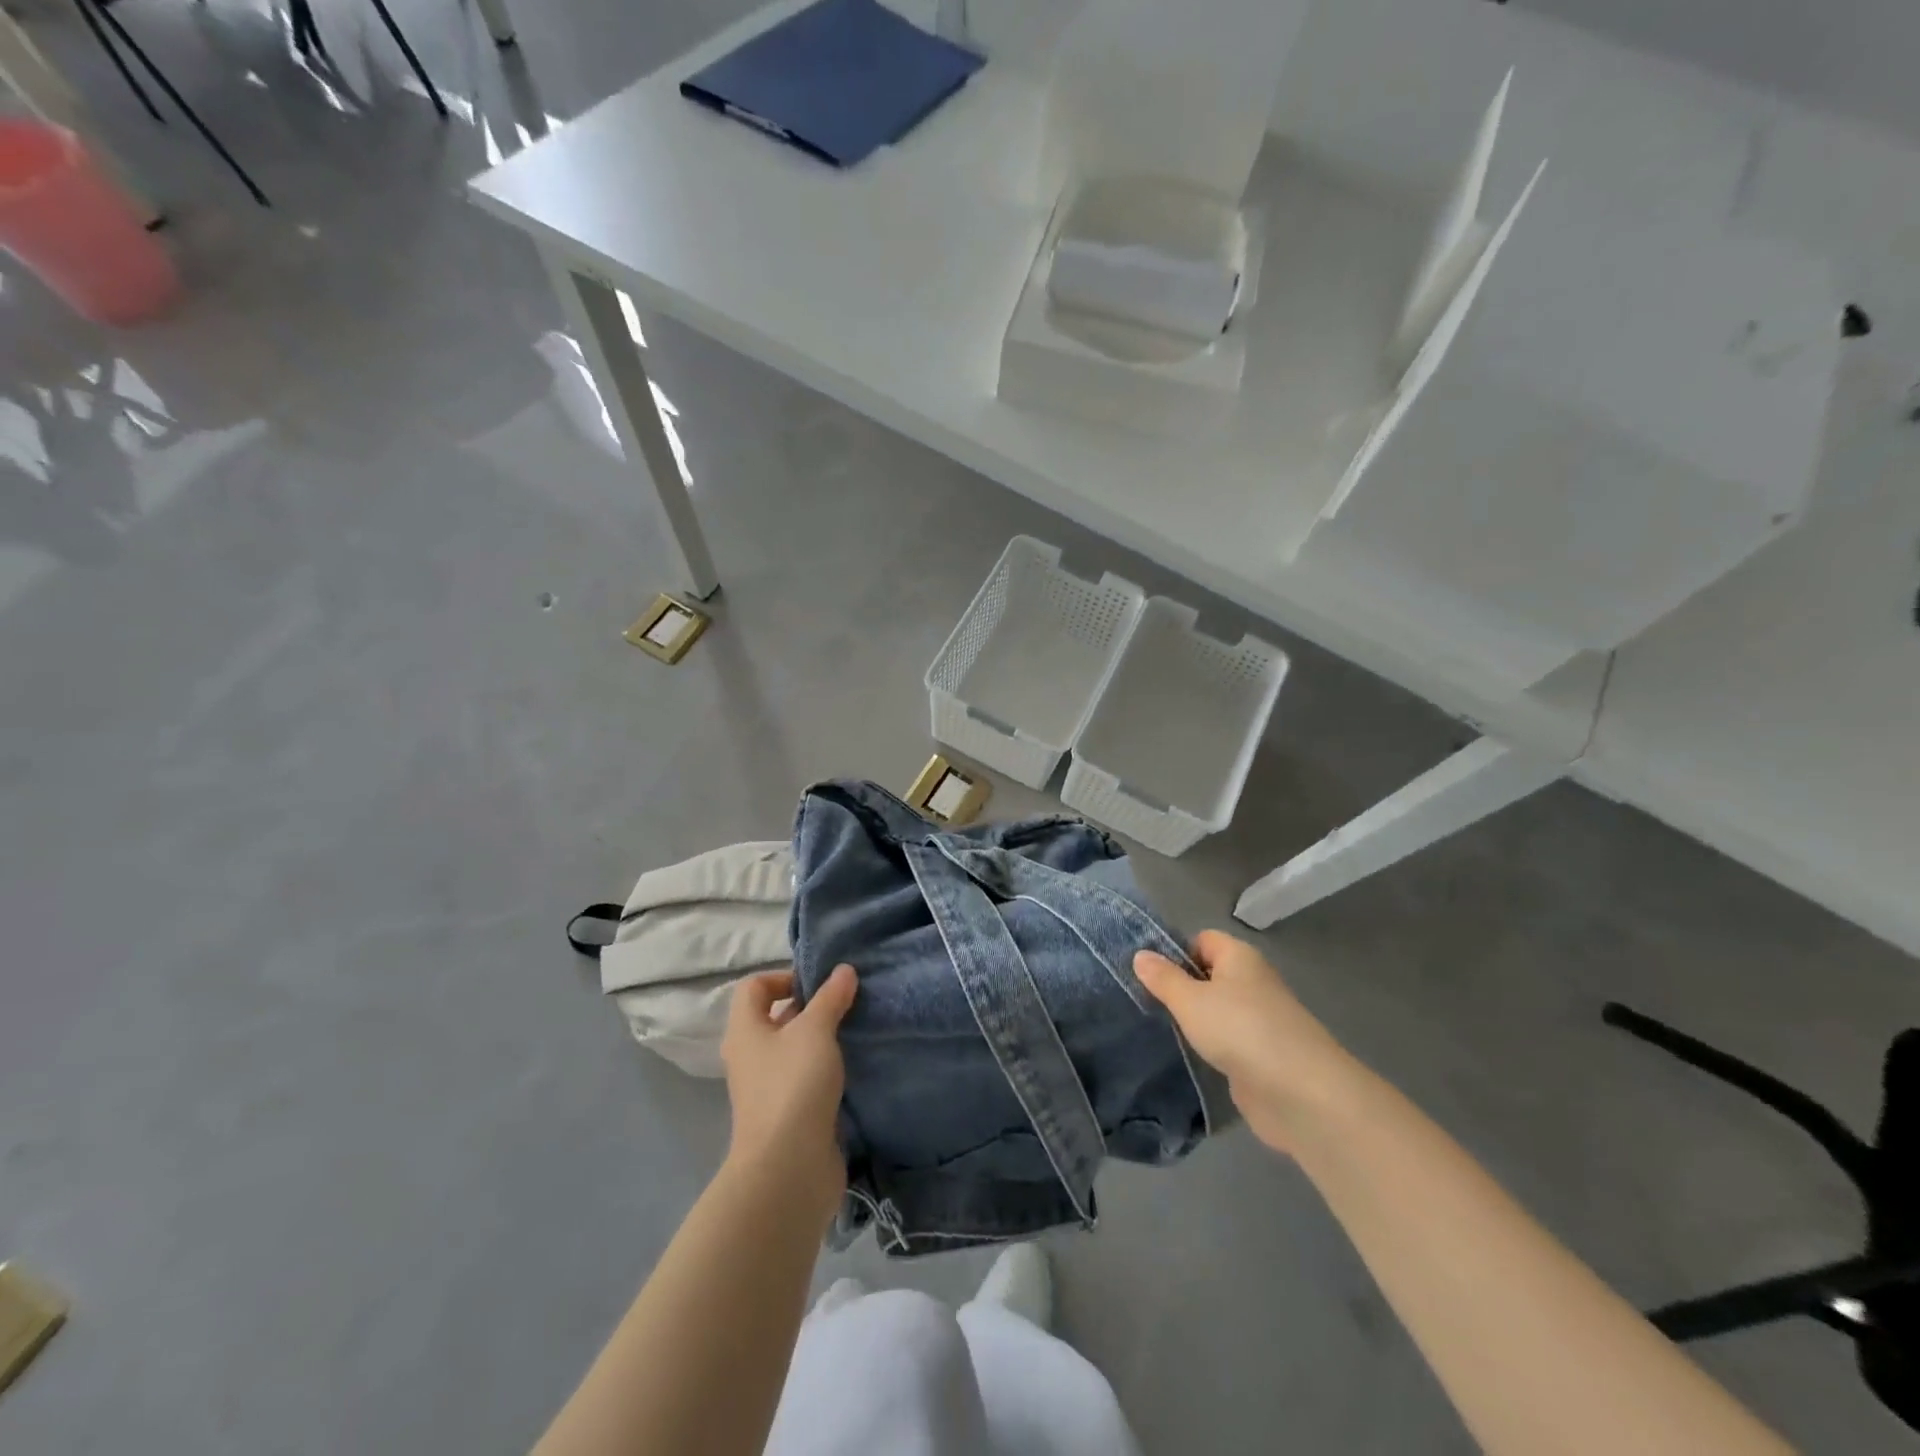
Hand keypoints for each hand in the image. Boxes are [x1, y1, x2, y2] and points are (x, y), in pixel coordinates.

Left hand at [720, 965, 858, 1222]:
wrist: (788, 1168)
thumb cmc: (793, 1085)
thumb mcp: (815, 1030)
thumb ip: (830, 998)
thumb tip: (843, 970)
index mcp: (745, 1031)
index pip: (754, 987)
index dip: (783, 976)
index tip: (819, 985)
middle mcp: (750, 1057)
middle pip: (775, 1018)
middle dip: (809, 1008)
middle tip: (845, 1003)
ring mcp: (767, 1089)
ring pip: (793, 1050)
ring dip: (821, 1040)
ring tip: (855, 1032)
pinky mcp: (788, 1115)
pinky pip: (806, 1079)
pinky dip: (826, 1071)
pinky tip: (853, 1068)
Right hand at [1135, 931, 1351, 1154]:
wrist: (1300, 1093)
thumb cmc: (1240, 1030)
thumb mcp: (1190, 1000)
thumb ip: (1163, 978)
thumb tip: (1140, 954)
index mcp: (1240, 957)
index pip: (1203, 940)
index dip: (1175, 951)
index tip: (1148, 973)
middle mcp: (1253, 982)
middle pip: (1210, 974)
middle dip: (1181, 987)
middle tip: (1146, 1001)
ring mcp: (1260, 1021)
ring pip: (1218, 1010)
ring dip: (1195, 1020)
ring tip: (1159, 1028)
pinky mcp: (1263, 1056)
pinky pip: (1229, 1041)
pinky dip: (1211, 1047)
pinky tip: (1188, 1056)